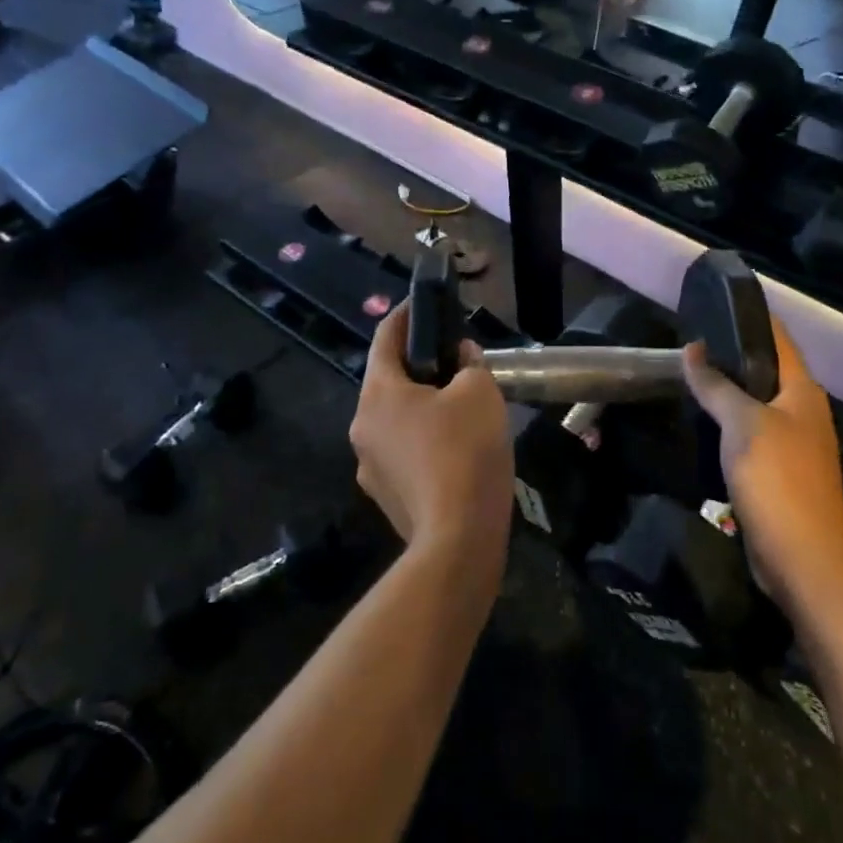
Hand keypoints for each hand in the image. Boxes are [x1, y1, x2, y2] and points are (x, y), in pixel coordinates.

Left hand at [349, 305, 513, 573]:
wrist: (459, 538)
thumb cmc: (466, 451)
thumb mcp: (480, 393)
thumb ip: (470, 364)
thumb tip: (461, 357)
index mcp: (378, 393)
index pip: (385, 338)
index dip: (405, 315)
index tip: (421, 303)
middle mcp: (362, 425)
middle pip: (388, 381)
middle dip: (418, 366)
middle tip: (454, 360)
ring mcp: (369, 465)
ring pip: (395, 420)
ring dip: (420, 406)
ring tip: (458, 407)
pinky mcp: (384, 495)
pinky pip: (402, 452)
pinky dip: (422, 440)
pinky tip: (453, 449)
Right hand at [681, 318, 842, 607]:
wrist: (803, 560)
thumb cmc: (777, 480)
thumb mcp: (742, 424)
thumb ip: (717, 385)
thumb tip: (693, 349)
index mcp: (803, 391)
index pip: (777, 339)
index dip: (749, 318)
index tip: (712, 303)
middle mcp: (803, 411)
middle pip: (766, 370)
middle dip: (730, 354)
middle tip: (687, 342)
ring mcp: (793, 444)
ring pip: (756, 404)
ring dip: (727, 391)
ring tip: (687, 375)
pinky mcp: (779, 473)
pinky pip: (750, 435)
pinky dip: (727, 424)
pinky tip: (701, 423)